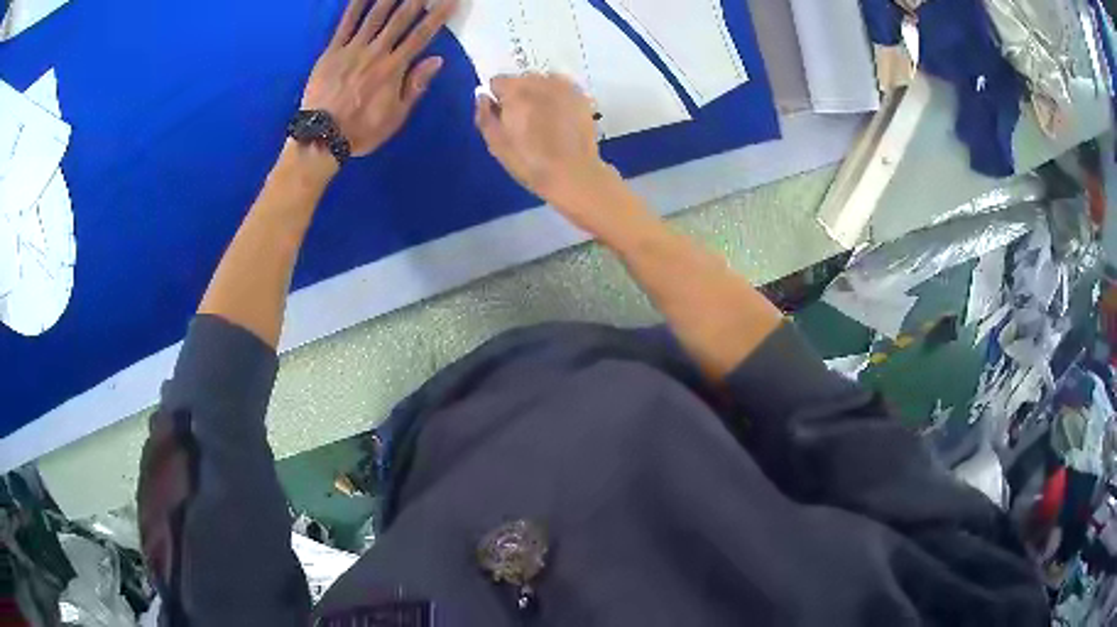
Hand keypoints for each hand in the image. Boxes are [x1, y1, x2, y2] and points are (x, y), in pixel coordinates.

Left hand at [302, 0, 455, 156]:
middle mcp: (376, 52)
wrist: (321, 138)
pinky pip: (345, 25)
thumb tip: (437, 59)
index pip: (422, 35)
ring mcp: (352, 49)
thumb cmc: (361, 131)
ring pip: (375, 16)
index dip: (438, 15)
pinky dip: (354, 6)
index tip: (450, 0)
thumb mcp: (396, 116)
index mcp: (394, 68)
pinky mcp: (332, 52)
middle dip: (416, 0)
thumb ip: (415, 85)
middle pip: (400, 19)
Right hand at [475, 74, 622, 219]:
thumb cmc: (529, 163)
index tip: (504, 118)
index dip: (498, 100)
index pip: (497, 82)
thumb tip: (483, 97)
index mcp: (516, 91)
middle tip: (525, 122)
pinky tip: (561, 120)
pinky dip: (558, 99)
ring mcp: (565, 87)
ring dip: (539, 95)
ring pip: (543, 82)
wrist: (574, 174)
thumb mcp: (496, 144)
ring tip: (545, 121)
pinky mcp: (582, 96)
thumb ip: (485, 115)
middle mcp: (540, 81)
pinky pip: (562, 89)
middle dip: (519, 95)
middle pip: (521, 80)